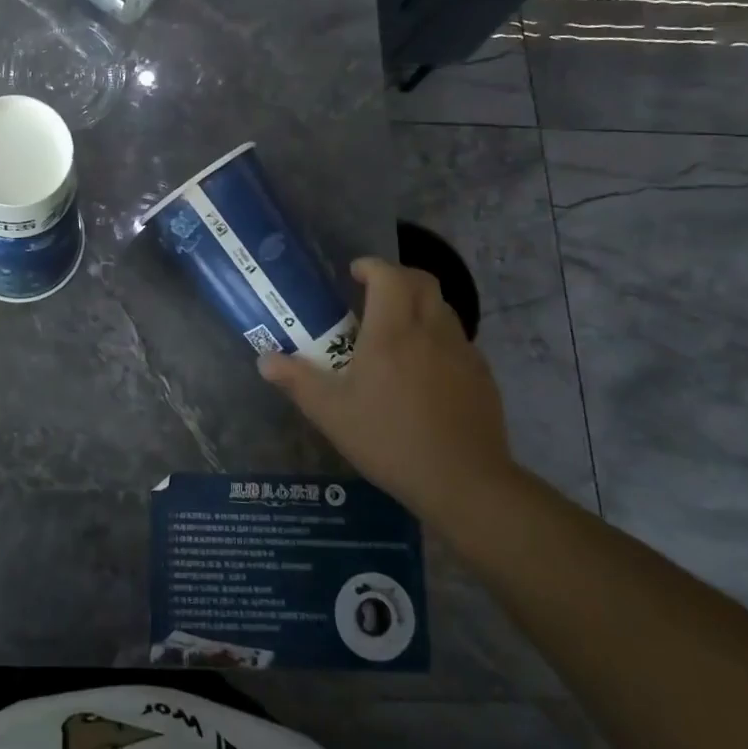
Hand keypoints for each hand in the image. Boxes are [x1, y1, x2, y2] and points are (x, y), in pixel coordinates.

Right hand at [258, 257, 516, 513]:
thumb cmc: (388, 440)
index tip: (353, 274)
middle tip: (372, 295)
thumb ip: (296, 380)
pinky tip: (422, 371)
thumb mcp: (330, 413)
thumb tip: (265, 360)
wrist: (463, 481)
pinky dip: (437, 338)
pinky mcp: (482, 376)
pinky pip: (457, 340)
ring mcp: (463, 352)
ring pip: (442, 309)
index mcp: (392, 332)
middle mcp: (431, 331)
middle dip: (397, 278)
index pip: (389, 276)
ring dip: (418, 306)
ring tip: (395, 333)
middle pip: (422, 282)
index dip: (371, 267)